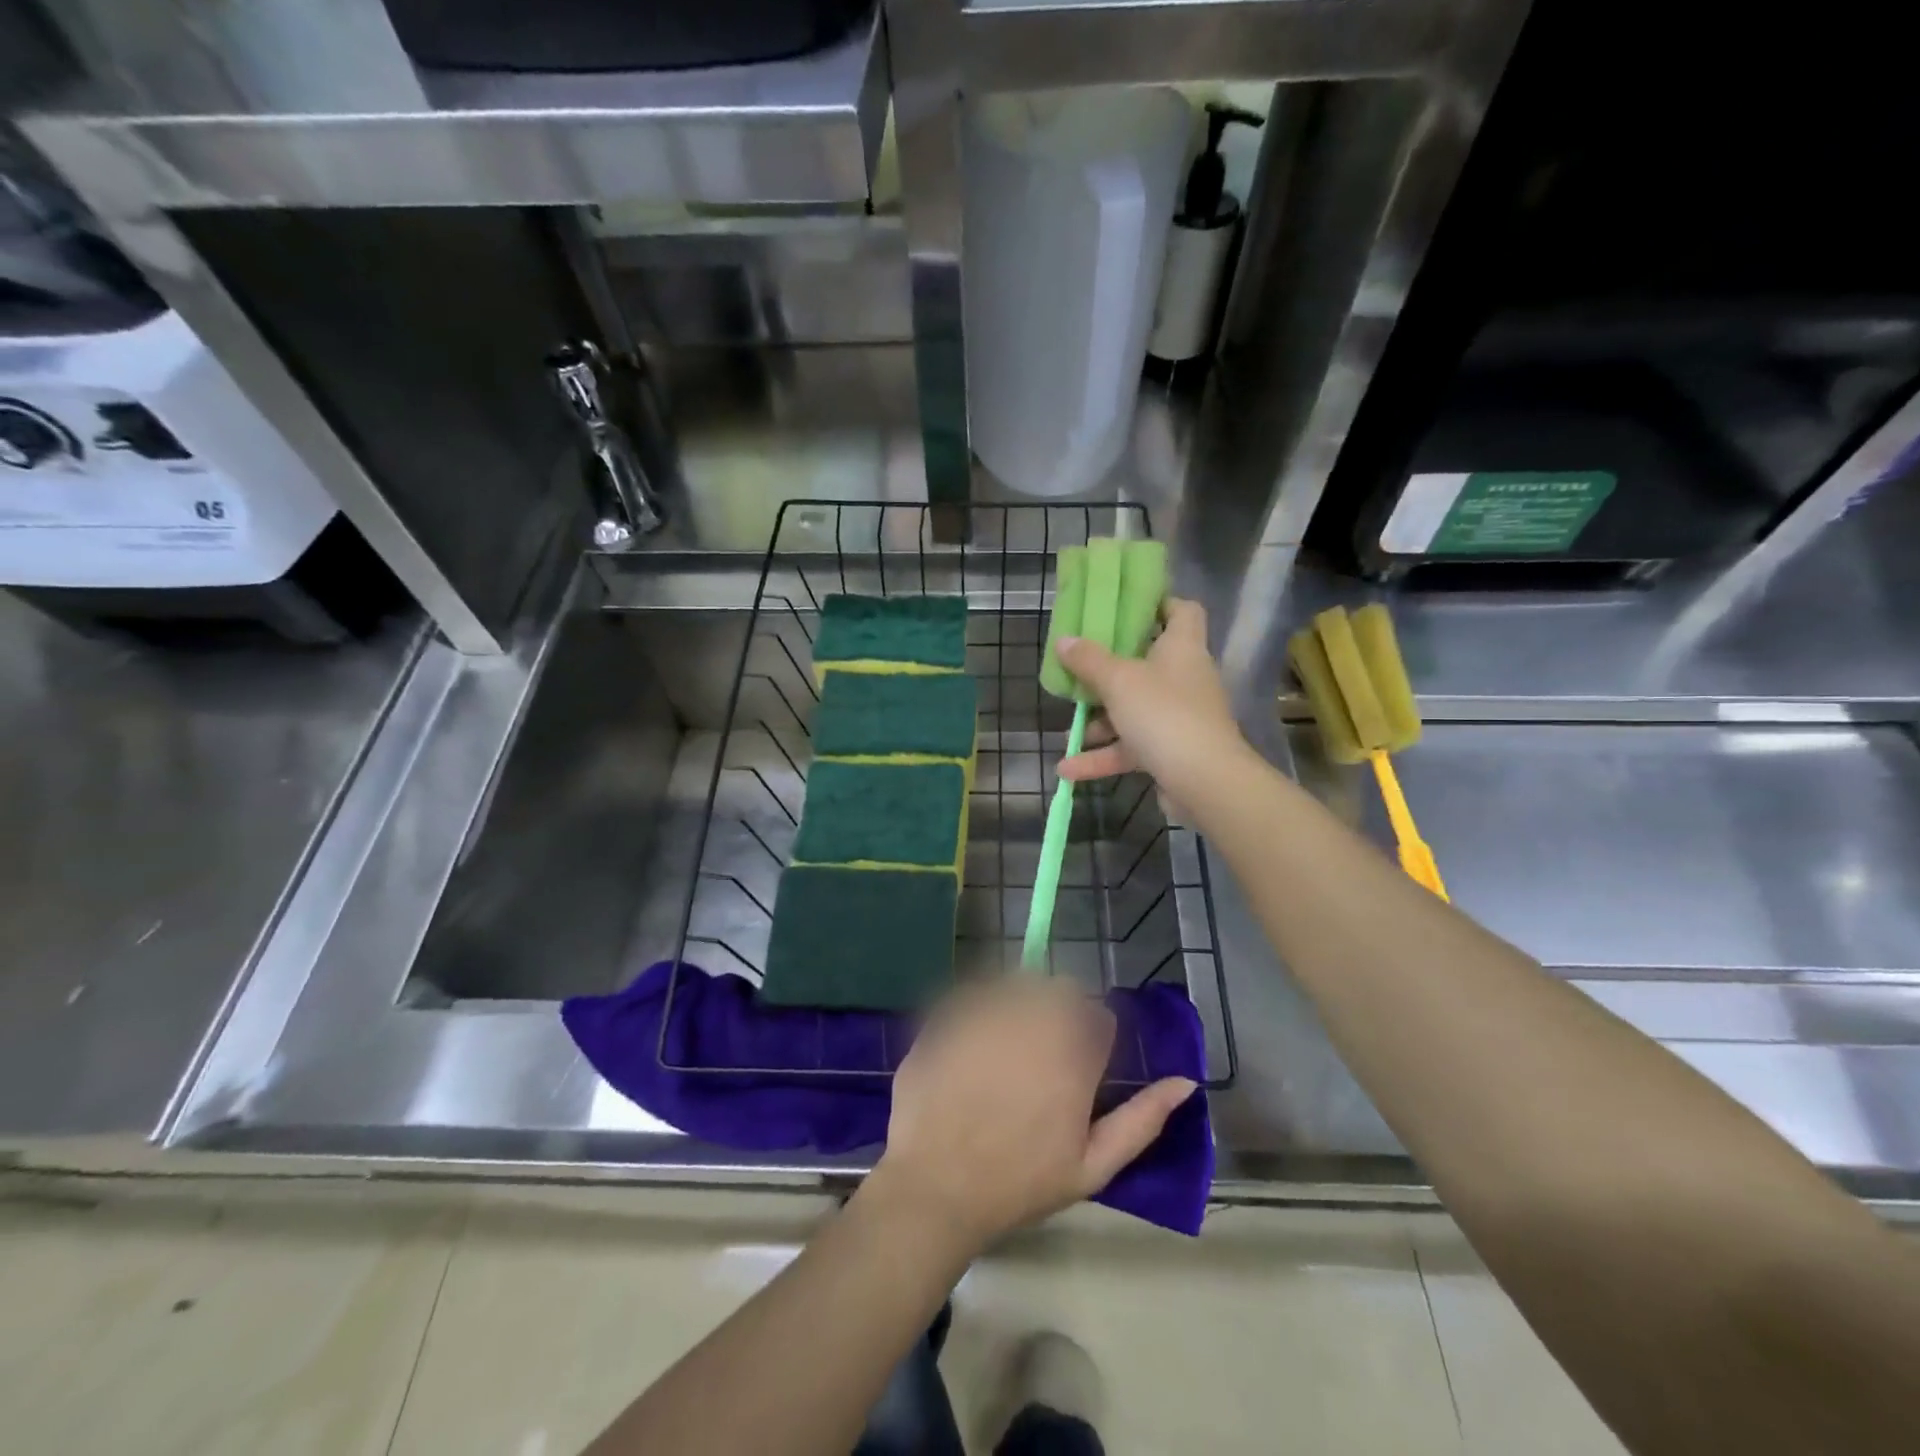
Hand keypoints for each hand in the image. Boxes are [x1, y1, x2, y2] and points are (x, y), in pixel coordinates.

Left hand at [868, 979, 1196, 1250]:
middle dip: (1059, 1013)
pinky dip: (979, 1007)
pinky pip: (974, 991)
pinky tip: (972, 1045)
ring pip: (1017, 984)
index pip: (1098, 1015)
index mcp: (1073, 1055)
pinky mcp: (947, 1013)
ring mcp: (985, 1012)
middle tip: (1042, 1055)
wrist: (934, 1187)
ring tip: (1006, 1048)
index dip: (1092, 1037)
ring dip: (1020, 1004)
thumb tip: (1186, 1082)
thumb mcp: (1091, 1167)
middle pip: (1059, 989)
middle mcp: (1032, 1020)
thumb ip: (1143, 1121)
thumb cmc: (1019, 1183)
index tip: (1078, 1066)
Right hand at [1055, 599, 1250, 803]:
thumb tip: (1064, 640)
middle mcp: (1184, 678)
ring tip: (1066, 732)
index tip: (1123, 608)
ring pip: (1134, 711)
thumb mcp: (1118, 681)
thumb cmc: (1163, 714)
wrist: (1204, 781)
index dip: (1158, 604)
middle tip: (1079, 671)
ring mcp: (1178, 717)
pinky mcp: (1170, 752)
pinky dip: (1102, 757)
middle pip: (1147, 664)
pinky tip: (1067, 769)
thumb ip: (1089, 660)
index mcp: (1182, 648)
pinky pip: (1132, 748)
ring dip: (1100, 722)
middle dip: (1108, 673)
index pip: (1183, 611)